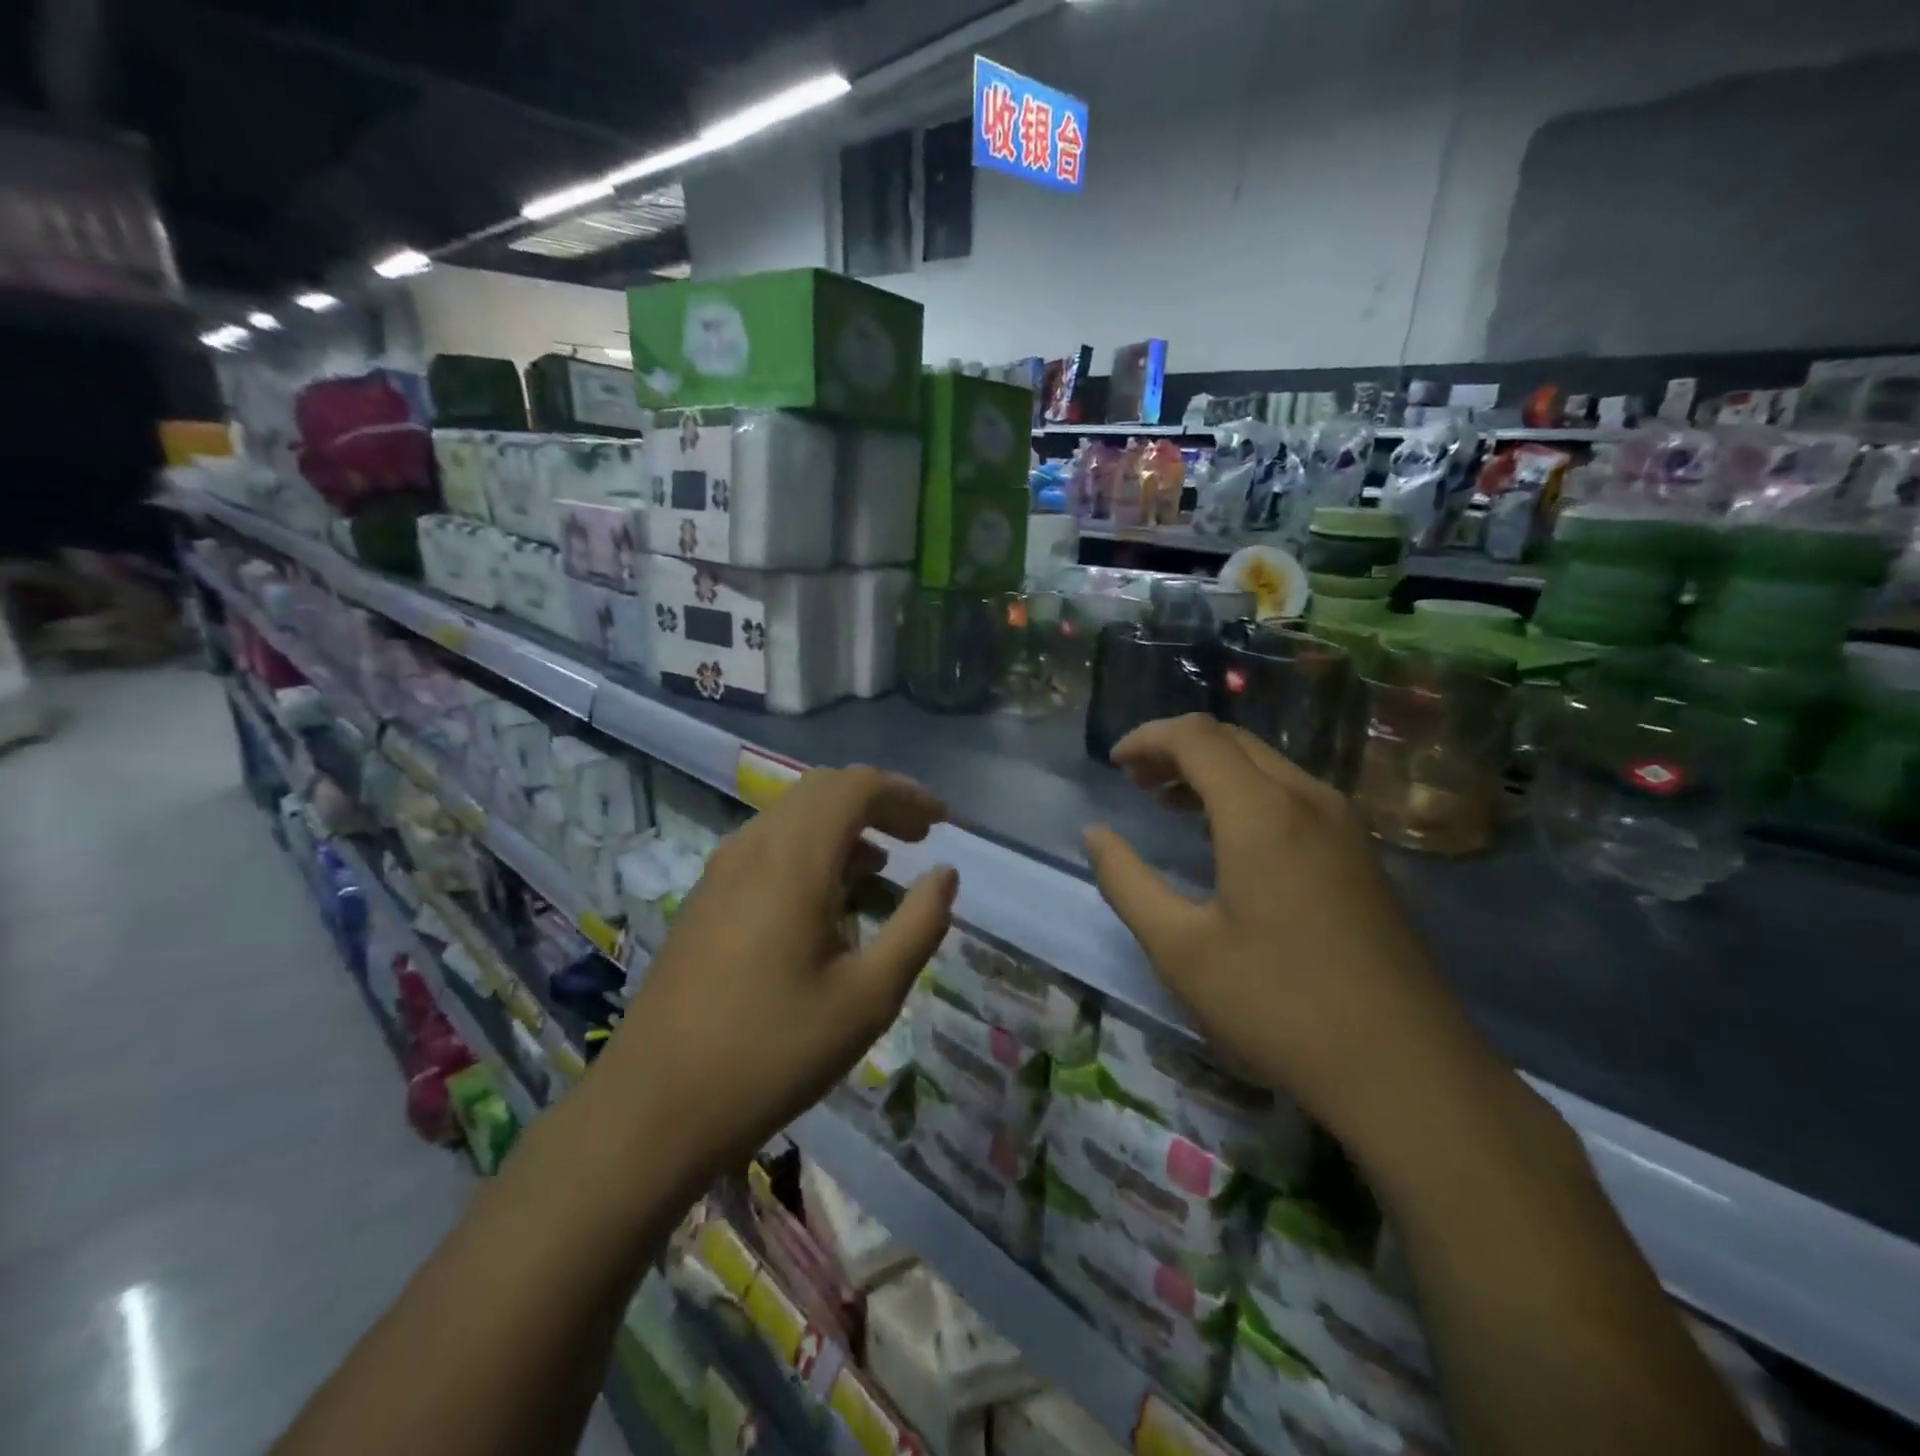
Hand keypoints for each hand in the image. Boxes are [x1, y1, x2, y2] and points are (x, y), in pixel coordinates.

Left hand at [606, 767, 957, 1180]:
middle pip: (822, 789)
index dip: (905, 794)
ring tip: (882, 866)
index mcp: (794, 861)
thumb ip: (917, 927)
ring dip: (842, 823)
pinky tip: (827, 896)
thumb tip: (945, 875)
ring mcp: (721, 870)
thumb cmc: (772, 1053)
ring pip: (791, 814)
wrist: (652, 1108)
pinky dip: (810, 847)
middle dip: (877, 802)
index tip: (942, 823)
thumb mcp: (867, 999)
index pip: (856, 787)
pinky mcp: (705, 898)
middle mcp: (753, 848)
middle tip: (917, 837)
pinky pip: (767, 844)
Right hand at [1082, 714, 1480, 1144]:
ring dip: (1211, 769)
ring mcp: (1344, 824)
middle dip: (1176, 749)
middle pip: (1232, 741)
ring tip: (1168, 801)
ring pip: (1266, 764)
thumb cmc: (1278, 1004)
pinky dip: (1245, 793)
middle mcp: (1308, 799)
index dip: (1148, 738)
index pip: (1196, 736)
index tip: (1114, 765)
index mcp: (1262, 812)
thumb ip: (1127, 881)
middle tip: (1136, 782)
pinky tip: (1226, 835)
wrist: (1404, 1068)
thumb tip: (1095, 833)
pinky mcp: (1360, 852)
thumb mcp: (1179, 949)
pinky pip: (1292, 793)